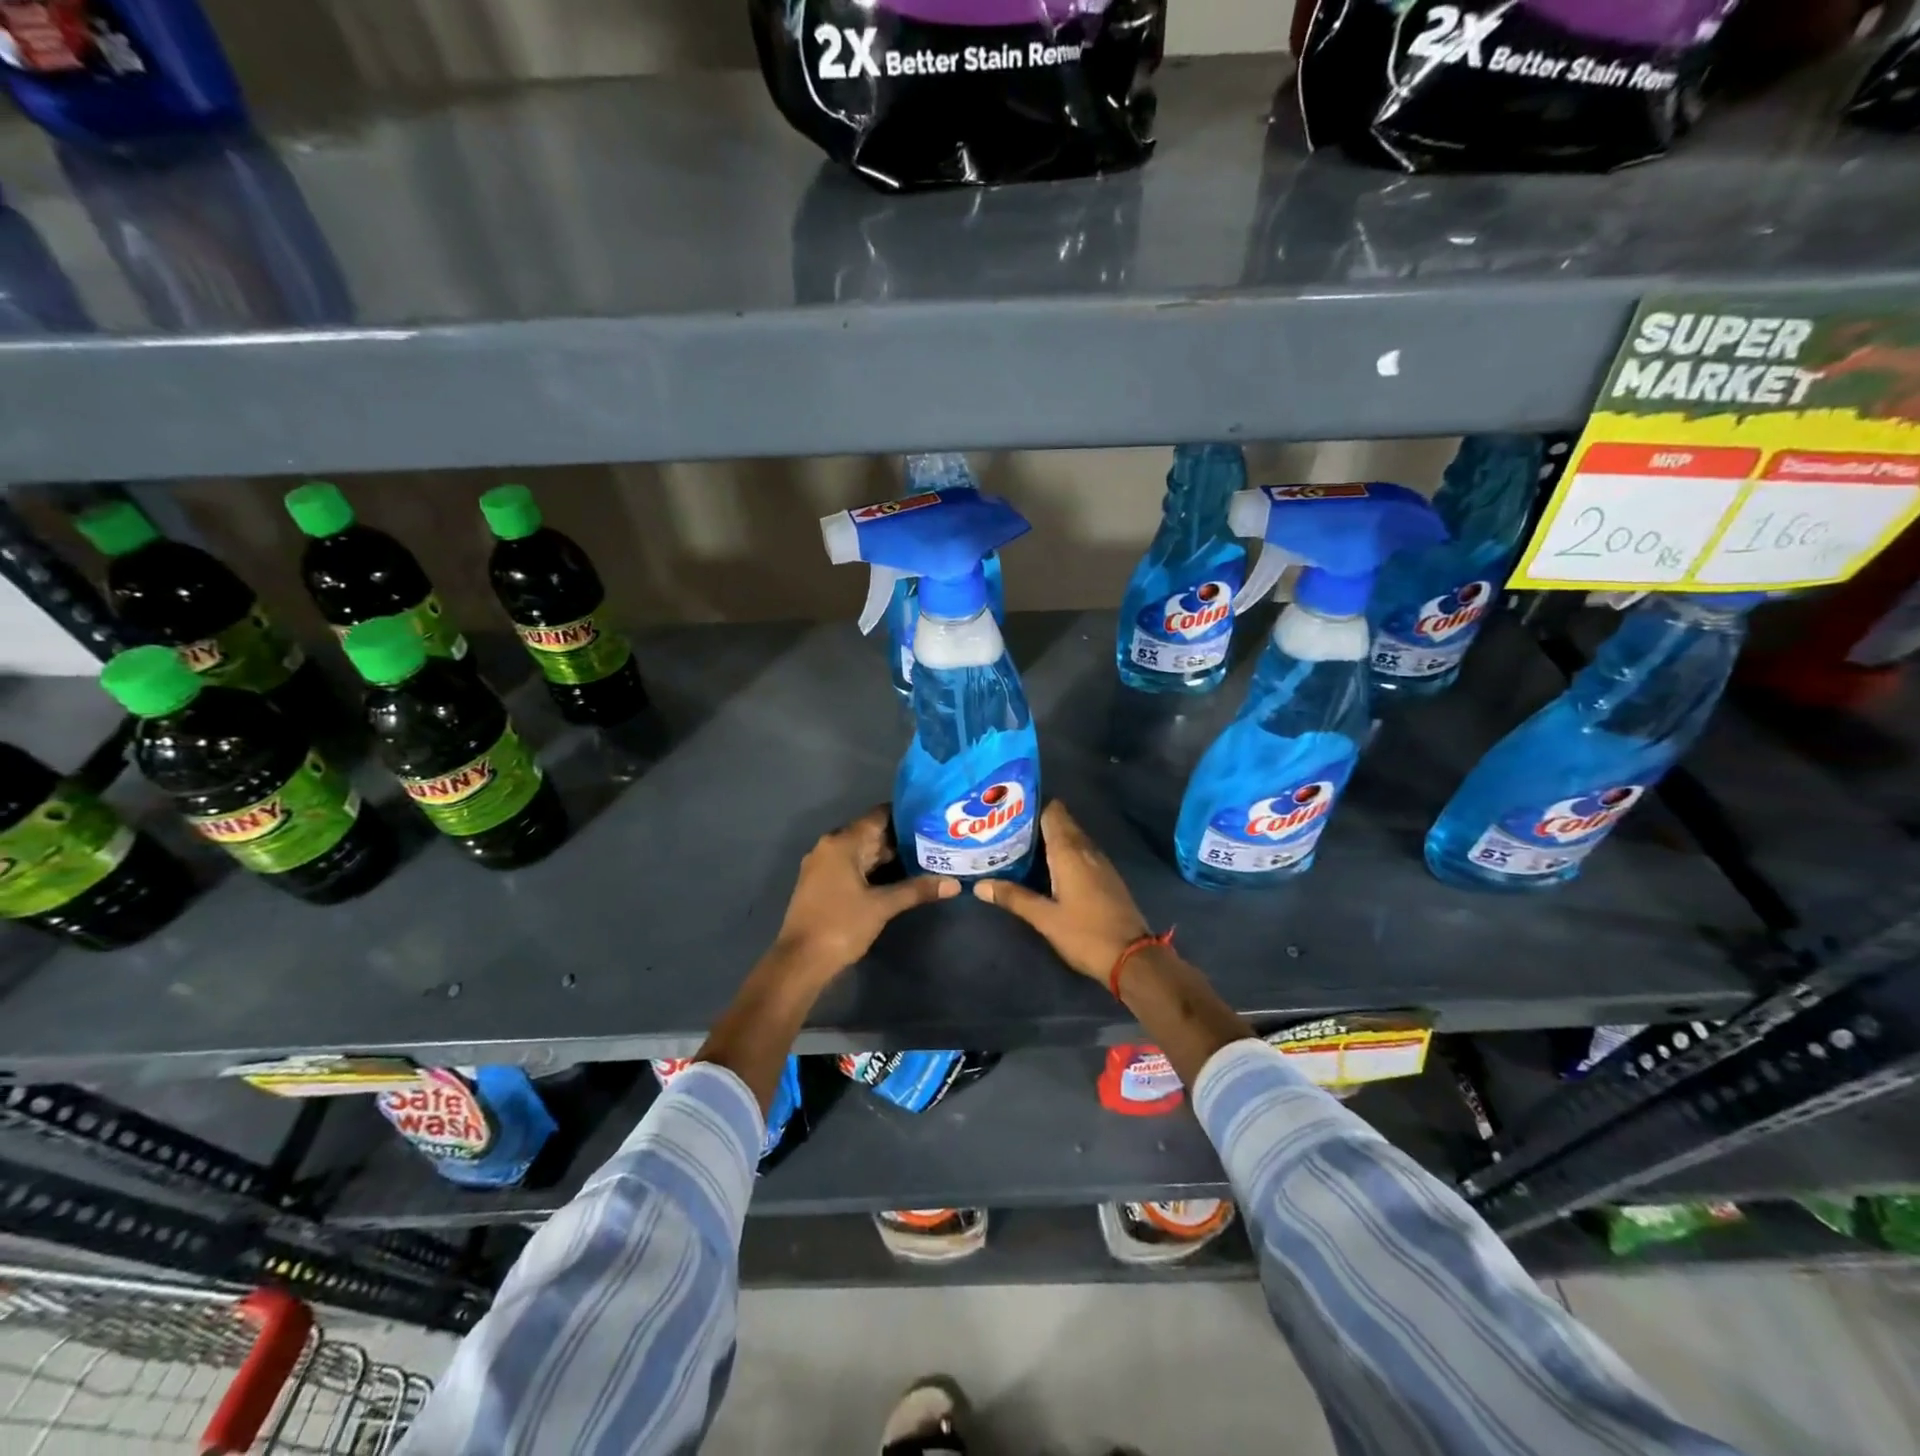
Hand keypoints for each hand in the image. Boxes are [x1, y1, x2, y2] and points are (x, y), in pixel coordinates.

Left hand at [773, 806, 958, 978]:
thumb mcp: (882, 906)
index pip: (878, 816)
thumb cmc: (840, 925)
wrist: (800, 962)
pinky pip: (852, 866)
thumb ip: (916, 890)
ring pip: (862, 852)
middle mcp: (830, 846)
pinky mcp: (822, 884)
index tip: (931, 818)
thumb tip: (954, 883)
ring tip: (924, 857)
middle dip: (901, 838)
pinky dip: (874, 869)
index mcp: (842, 842)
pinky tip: (897, 877)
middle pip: (870, 833)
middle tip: (934, 840)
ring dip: (888, 856)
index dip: (906, 816)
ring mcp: (823, 866)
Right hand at [973, 801, 1149, 981]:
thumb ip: (1014, 897)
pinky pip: (1081, 852)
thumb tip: (979, 885)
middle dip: (1035, 822)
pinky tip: (1046, 866)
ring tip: (1018, 845)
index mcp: (1069, 852)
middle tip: (1005, 829)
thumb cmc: (1086, 934)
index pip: (1052, 811)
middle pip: (1061, 822)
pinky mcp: (1106, 876)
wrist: (1133, 957)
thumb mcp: (1045, 918)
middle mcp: (1086, 849)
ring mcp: (1100, 862)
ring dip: (1049, 837)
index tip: (1006, 809)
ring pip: (1072, 837)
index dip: (1031, 806)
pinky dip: (1063, 851)